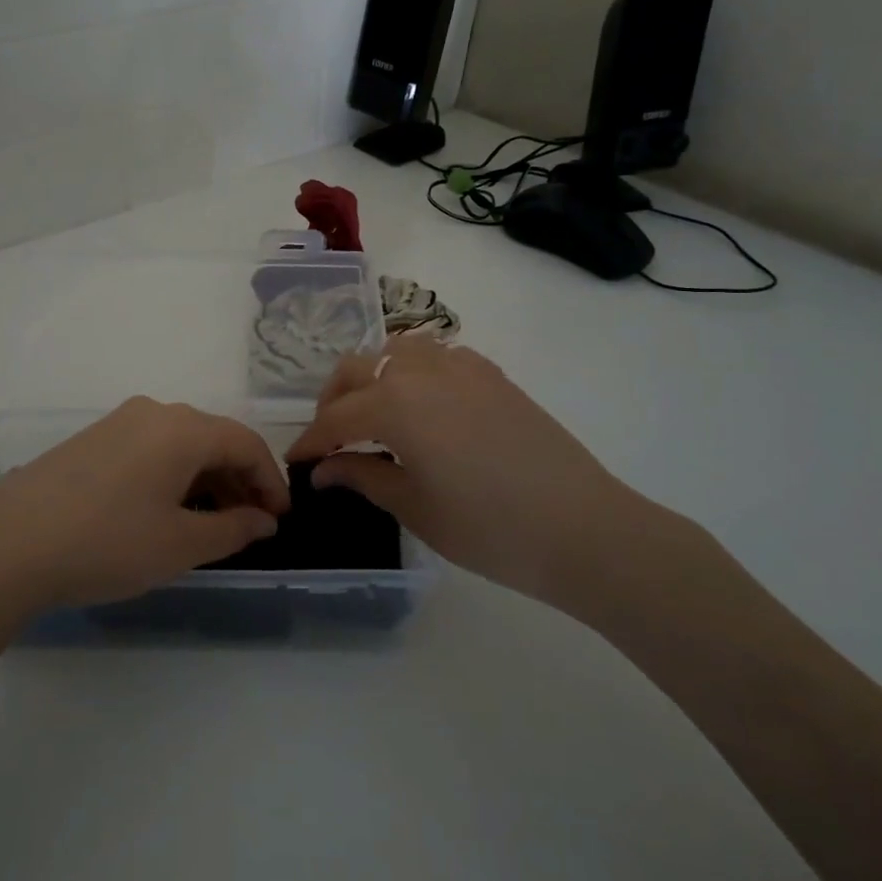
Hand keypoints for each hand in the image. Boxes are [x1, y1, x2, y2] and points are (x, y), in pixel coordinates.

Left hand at [0, 398, 289, 616]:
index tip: (280, 520)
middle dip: (239, 481)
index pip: (246, 443)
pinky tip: (164, 511)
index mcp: (182, 428)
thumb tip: (263, 520)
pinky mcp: (90, 441)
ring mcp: (117, 422)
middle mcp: (152, 412)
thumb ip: (232, 529)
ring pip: (180, 444)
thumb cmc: (107, 542)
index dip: (271, 481)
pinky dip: (172, 476)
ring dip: (205, 480)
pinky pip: (149, 450)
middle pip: (213, 439)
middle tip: (250, 526)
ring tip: (210, 525)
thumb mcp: (180, 545)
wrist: (7, 545)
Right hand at [286, 338, 703, 620]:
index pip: (336, 417)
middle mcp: (421, 371)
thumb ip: (362, 476)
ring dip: (372, 376)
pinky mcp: (492, 375)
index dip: (311, 441)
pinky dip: (414, 372)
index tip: (297, 462)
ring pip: (395, 351)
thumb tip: (324, 469)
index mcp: (395, 404)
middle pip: (357, 369)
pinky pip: (437, 356)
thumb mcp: (414, 507)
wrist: (584, 529)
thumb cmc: (488, 528)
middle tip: (330, 439)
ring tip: (372, 414)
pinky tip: (422, 406)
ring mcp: (461, 366)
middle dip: (334, 401)